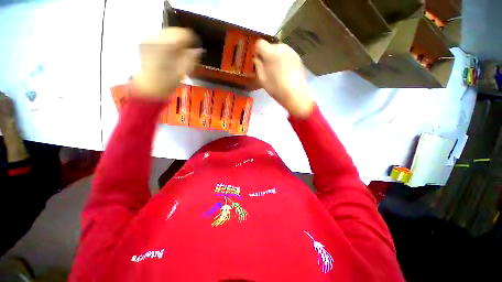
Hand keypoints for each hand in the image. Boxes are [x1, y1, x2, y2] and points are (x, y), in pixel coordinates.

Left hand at [133, 28, 201, 98]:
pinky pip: (161, 36)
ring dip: (175, 41)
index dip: (192, 40)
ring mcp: (148, 38)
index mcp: (164, 46)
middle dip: (183, 41)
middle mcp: (154, 38)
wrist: (148, 86)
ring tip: (177, 54)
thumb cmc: (167, 82)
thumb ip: (191, 59)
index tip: (196, 48)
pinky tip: (169, 53)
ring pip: (168, 32)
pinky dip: (168, 42)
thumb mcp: (183, 72)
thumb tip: (198, 49)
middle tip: (187, 52)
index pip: (182, 34)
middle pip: (174, 31)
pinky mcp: (145, 40)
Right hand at [254, 40, 313, 117]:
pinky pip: (286, 54)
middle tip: (267, 67)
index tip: (258, 60)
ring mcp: (291, 51)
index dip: (257, 51)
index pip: (259, 43)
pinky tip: (285, 71)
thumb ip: (257, 65)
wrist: (294, 94)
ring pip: (279, 49)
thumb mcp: (262, 78)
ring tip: (277, 70)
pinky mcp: (298, 56)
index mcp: (270, 52)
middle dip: (267, 54)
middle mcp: (281, 47)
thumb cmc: (275, 88)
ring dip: (275, 56)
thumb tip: (256, 58)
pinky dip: (283, 59)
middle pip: (270, 46)